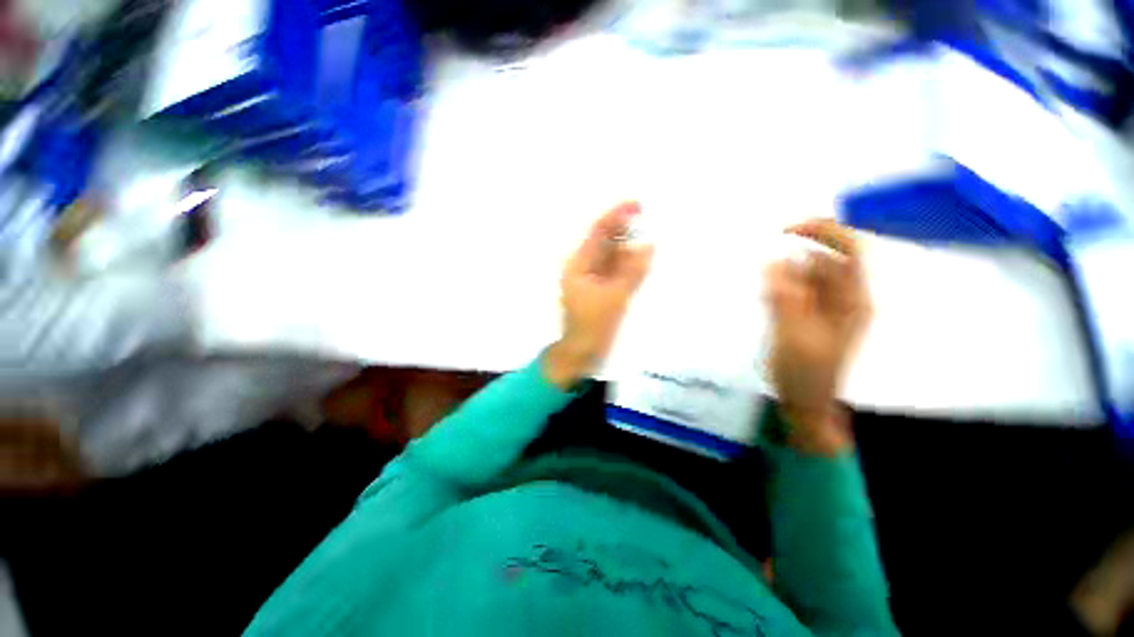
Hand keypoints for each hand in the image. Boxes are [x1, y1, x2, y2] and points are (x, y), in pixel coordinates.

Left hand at [545, 202, 653, 388]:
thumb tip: (648, 245)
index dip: (616, 216)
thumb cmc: (593, 326)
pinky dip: (629, 264)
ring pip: (612, 256)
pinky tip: (644, 259)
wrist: (582, 353)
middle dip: (626, 230)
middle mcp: (583, 267)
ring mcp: (592, 278)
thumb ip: (632, 271)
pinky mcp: (601, 289)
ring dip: (630, 247)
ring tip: (652, 236)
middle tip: (651, 220)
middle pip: (606, 242)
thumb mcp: (614, 298)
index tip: (637, 204)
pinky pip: (616, 270)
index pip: (598, 233)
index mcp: (578, 265)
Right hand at [765, 219, 871, 454]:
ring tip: (765, 298)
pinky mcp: (812, 315)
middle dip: (793, 262)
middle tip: (765, 277)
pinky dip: (780, 288)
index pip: (850, 250)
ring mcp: (829, 307)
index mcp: (853, 301)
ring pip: (807, 275)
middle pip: (823, 261)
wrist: (806, 403)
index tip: (785, 230)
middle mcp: (846, 298)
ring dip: (783, 277)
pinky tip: (767, 301)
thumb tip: (773, 261)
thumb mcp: (792, 336)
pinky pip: (797, 290)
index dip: (822, 232)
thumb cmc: (803, 374)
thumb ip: (785, 298)